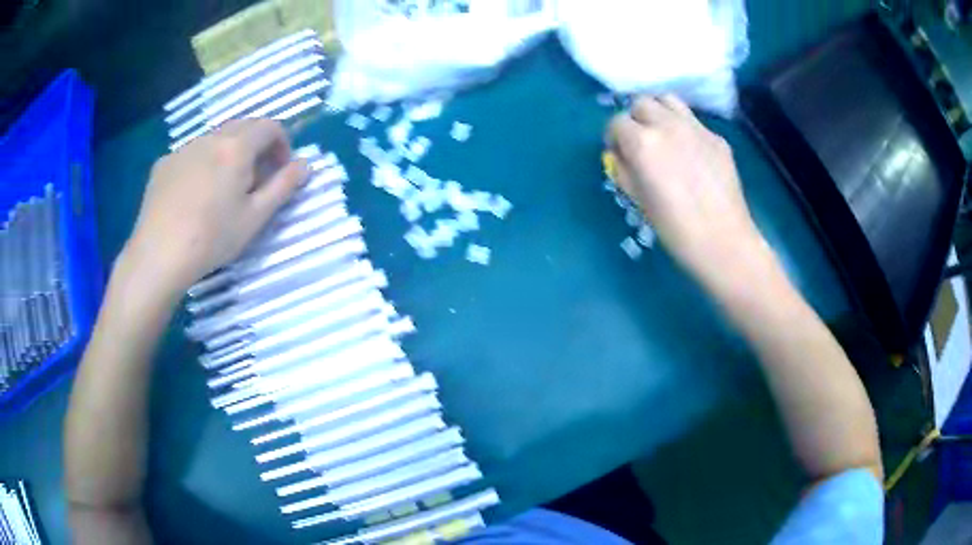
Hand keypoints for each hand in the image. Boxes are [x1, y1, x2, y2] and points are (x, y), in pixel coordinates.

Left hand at [124, 119, 306, 295]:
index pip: (270, 126)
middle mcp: (210, 138)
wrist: (159, 255)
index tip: (280, 171)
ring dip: (227, 153)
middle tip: (254, 179)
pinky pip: (190, 154)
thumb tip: (306, 164)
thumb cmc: (212, 238)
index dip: (282, 144)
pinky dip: (201, 164)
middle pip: (242, 126)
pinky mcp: (163, 164)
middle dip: (256, 146)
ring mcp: (183, 149)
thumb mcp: (255, 217)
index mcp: (237, 147)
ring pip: (214, 139)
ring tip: (221, 189)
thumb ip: (284, 186)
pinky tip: (193, 195)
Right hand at [607, 95, 771, 290]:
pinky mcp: (716, 137)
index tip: (619, 153)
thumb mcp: (638, 200)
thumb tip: (621, 155)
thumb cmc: (675, 229)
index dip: (614, 138)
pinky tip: (690, 153)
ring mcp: (696, 128)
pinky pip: (693, 120)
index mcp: (643, 143)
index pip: (617, 122)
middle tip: (640, 143)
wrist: (723, 241)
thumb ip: (624, 170)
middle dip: (635, 119)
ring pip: (668, 100)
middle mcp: (668, 125)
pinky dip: (684, 128)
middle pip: (641, 103)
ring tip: (663, 135)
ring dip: (659, 112)